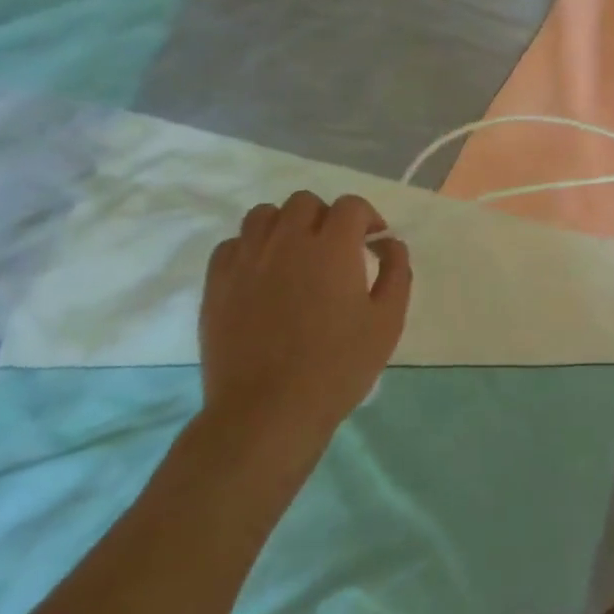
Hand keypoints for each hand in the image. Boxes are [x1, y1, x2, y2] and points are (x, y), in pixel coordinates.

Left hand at [197, 191, 411, 474]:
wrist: (268, 411)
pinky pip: (232, 244)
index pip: (351, 206)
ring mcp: (247, 261)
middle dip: (326, 217)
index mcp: (332, 247)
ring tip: (295, 255)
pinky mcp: (217, 285)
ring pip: (263, 215)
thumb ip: (396, 272)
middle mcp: (287, 242)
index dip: (367, 218)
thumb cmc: (338, 366)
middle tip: (336, 249)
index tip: (373, 243)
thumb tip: (389, 243)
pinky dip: (251, 247)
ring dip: (285, 225)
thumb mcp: (388, 320)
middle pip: (305, 202)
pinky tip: (263, 273)